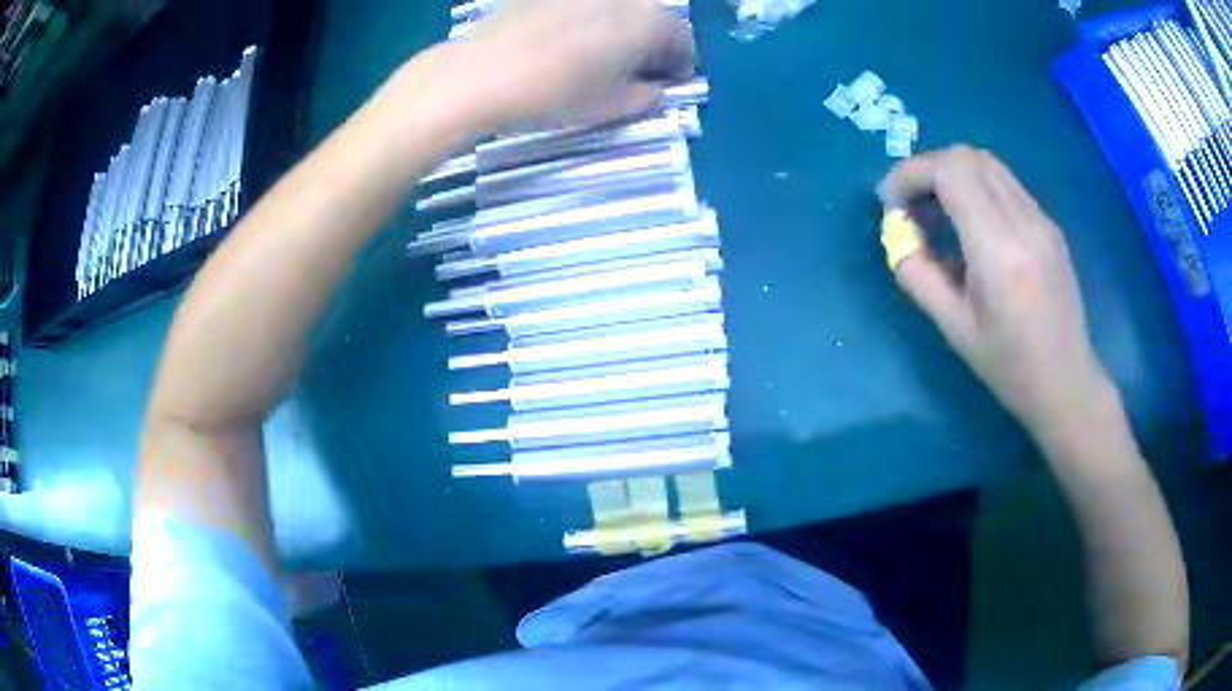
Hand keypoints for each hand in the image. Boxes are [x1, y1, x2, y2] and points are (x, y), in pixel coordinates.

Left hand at [448, 0, 694, 130]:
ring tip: (604, 54)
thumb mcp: (611, 106)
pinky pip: (585, 5)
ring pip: (619, 8)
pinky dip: (590, 20)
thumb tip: (655, 90)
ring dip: (623, 29)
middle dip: (653, 42)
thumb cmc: (556, 92)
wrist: (481, 72)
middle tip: (639, 69)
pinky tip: (570, 40)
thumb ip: (646, 97)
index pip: (682, 38)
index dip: (681, 62)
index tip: (670, 80)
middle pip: (652, 17)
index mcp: (648, 21)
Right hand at [879, 146, 1111, 441]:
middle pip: (968, 157)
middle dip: (929, 169)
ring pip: (988, 165)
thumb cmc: (1009, 367)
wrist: (1066, 382)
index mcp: (999, 251)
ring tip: (939, 213)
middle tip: (912, 205)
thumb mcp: (954, 329)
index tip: (891, 201)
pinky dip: (977, 189)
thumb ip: (918, 275)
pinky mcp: (1049, 225)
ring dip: (954, 175)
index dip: (912, 174)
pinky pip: (1006, 185)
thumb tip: (897, 235)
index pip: (951, 172)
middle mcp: (1024, 222)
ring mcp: (1042, 220)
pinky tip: (972, 227)